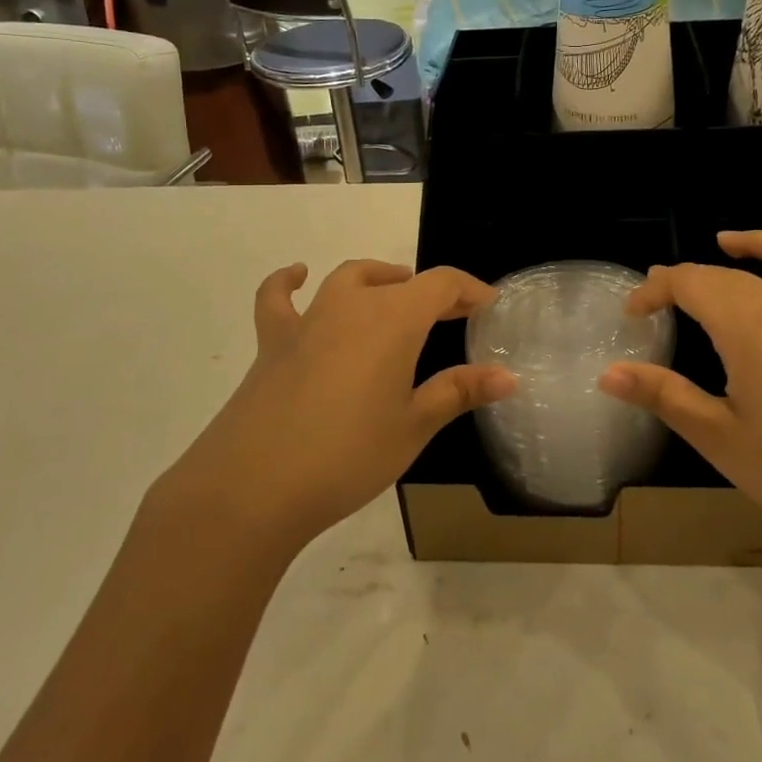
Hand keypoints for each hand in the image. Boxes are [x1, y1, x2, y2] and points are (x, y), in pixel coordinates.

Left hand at [156, 260, 513, 553]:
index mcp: (394, 319)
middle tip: (453, 316)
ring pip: (350, 279)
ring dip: (379, 279)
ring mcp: (308, 319)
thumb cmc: (347, 455)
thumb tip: (508, 376)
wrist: (253, 486)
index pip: (442, 284)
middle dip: (432, 293)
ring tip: (395, 290)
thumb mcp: (413, 426)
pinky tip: (298, 275)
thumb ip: (459, 392)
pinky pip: (279, 298)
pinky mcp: (273, 341)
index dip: (470, 290)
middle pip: (400, 282)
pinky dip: (290, 281)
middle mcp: (352, 305)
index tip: (488, 305)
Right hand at [598, 232, 761, 567]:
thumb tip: (608, 373)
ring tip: (728, 244)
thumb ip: (664, 396)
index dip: (655, 289)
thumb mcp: (720, 439)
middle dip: (688, 277)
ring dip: (759, 243)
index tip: (631, 313)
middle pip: (729, 274)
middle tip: (658, 296)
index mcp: (749, 328)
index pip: (691, 284)